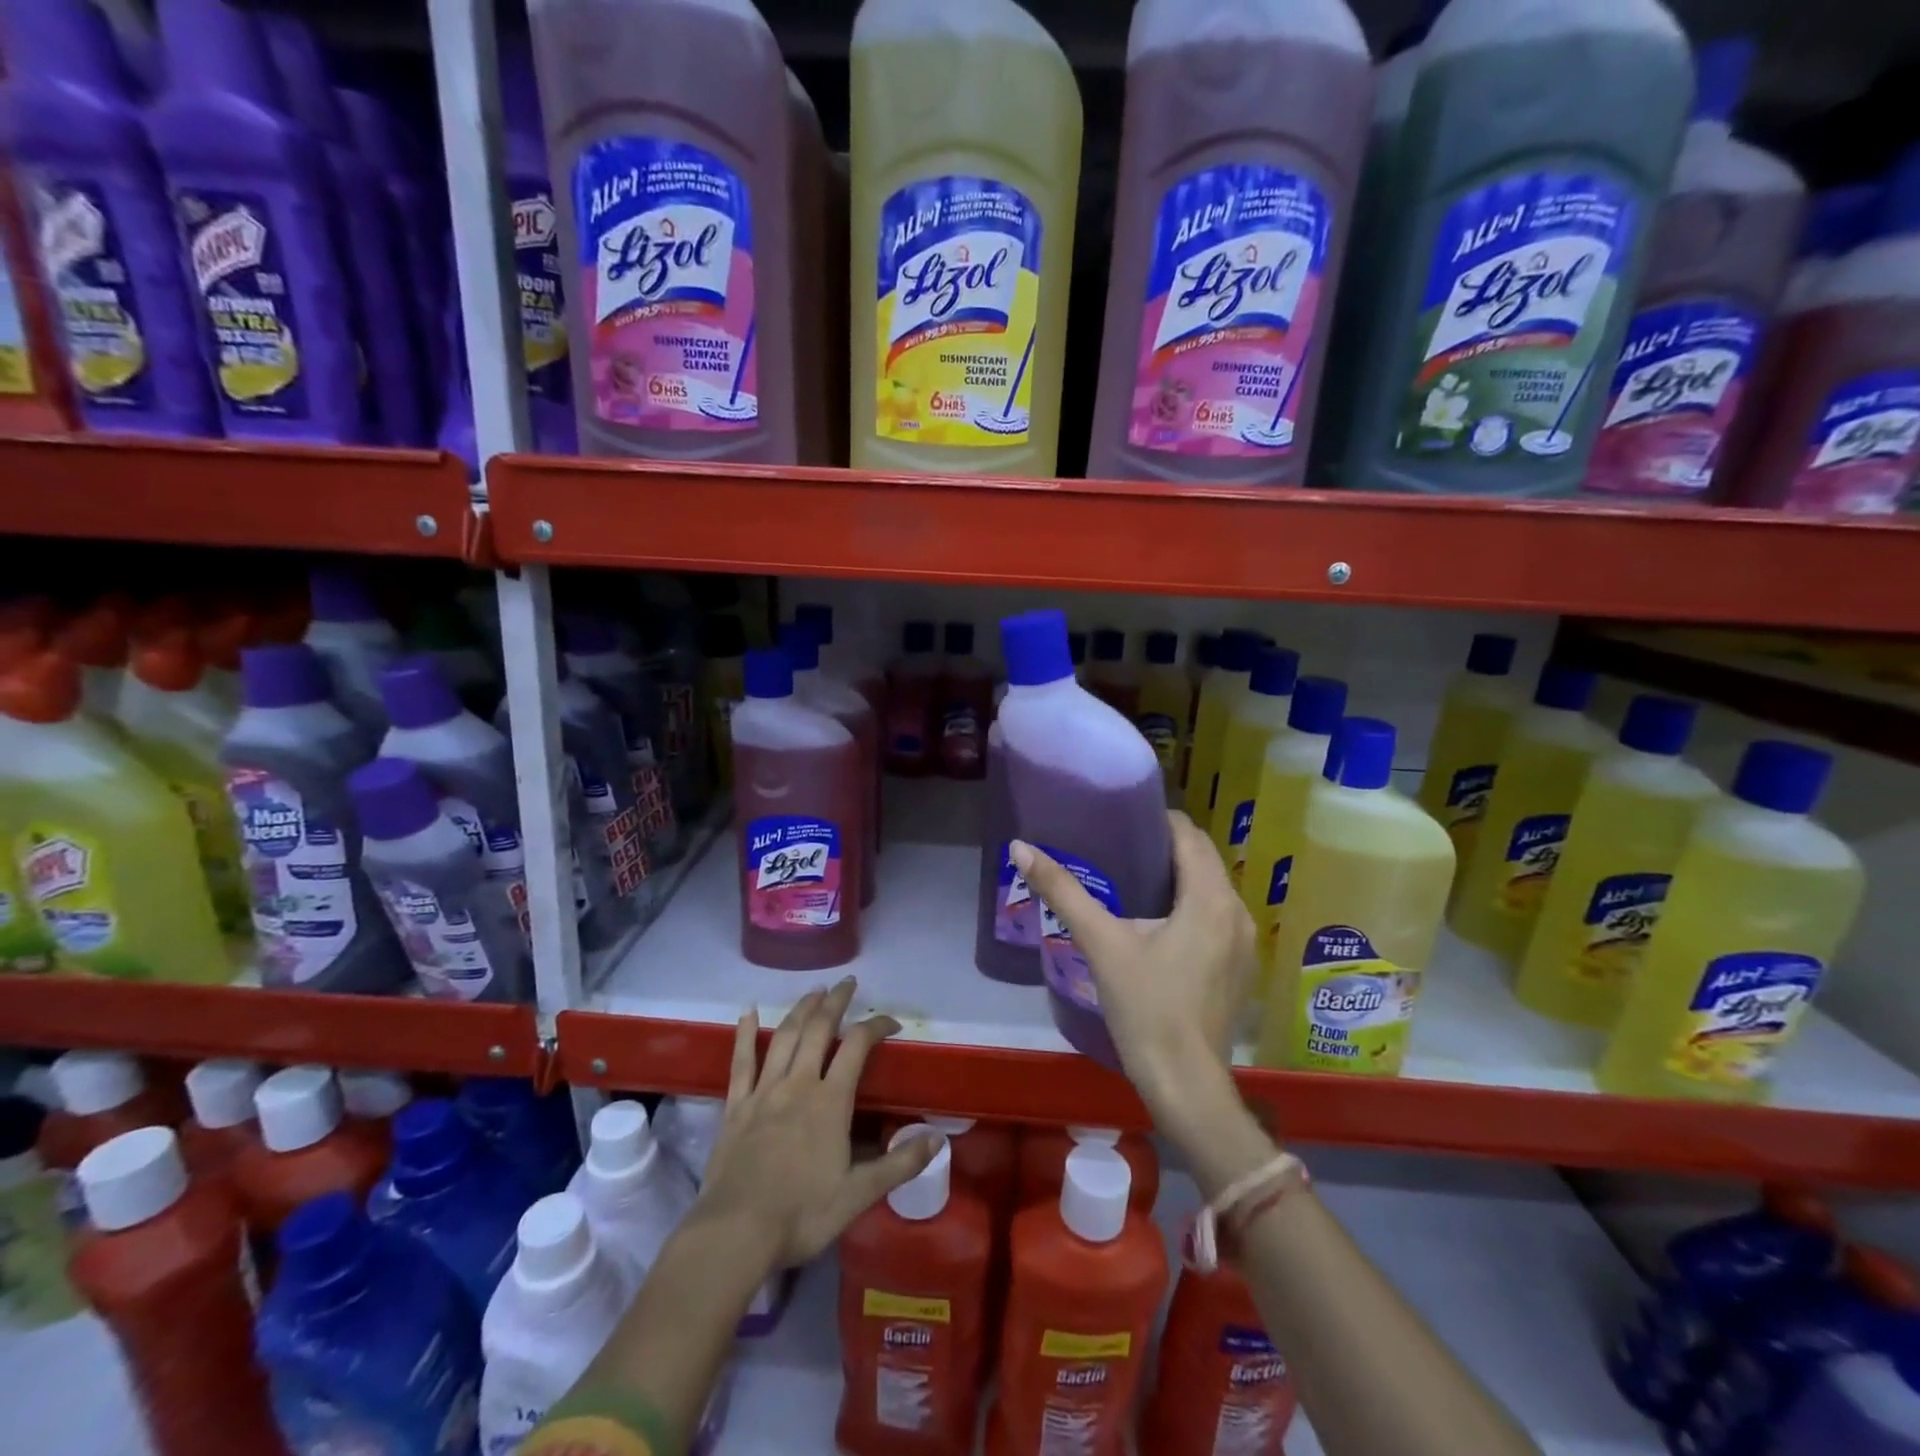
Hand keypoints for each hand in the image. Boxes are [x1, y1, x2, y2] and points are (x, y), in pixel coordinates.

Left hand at [691, 978, 940, 1272]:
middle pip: (819, 1029)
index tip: (891, 1021)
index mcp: (830, 1101)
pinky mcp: (736, 1106)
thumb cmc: (801, 1214)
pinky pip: (741, 1062)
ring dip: (801, 1009)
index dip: (876, 1026)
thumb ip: (899, 1164)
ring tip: (814, 991)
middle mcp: (798, 1084)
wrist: (735, 1233)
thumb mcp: (858, 1195)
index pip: (858, 1047)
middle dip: (836, 1002)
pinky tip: (748, 1011)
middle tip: (848, 983)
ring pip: (784, 1037)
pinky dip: (744, 1034)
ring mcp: (764, 1092)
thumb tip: (939, 1139)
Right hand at [1010, 812, 1254, 1127]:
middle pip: (1202, 859)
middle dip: (1165, 846)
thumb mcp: (1101, 943)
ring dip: (1179, 876)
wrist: (1184, 1084)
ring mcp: (1245, 942)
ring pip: (1211, 888)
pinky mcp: (1240, 966)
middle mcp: (1237, 911)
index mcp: (1210, 897)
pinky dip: (1191, 904)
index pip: (1189, 834)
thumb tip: (1021, 847)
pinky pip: (1217, 915)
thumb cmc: (1145, 1008)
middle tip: (1118, 845)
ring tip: (1133, 876)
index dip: (1156, 820)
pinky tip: (1158, 920)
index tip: (1121, 819)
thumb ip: (1062, 891)